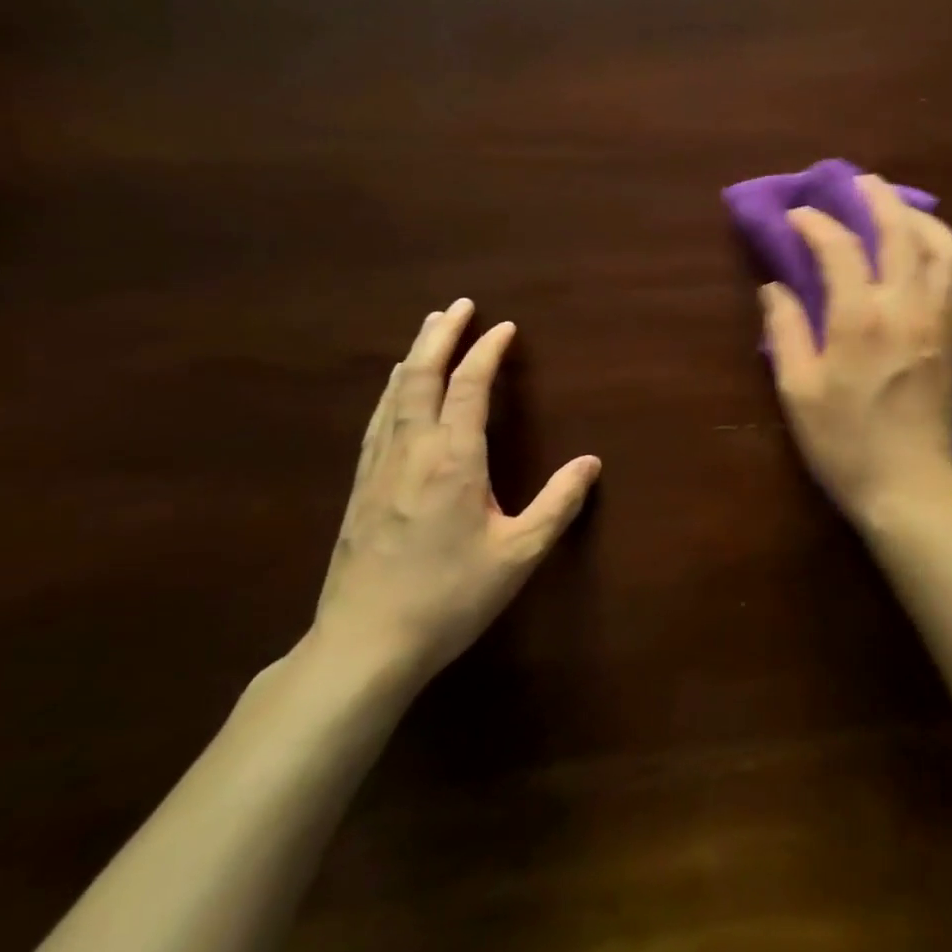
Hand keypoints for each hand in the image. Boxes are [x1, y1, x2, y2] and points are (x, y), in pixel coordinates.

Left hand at [310, 299, 600, 684]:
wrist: (364, 645)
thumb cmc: (449, 597)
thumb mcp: (519, 555)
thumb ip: (558, 504)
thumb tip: (591, 462)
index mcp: (453, 459)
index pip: (470, 387)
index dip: (487, 352)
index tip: (505, 327)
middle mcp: (412, 450)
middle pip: (423, 376)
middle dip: (441, 336)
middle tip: (457, 305)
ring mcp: (379, 467)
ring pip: (396, 395)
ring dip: (415, 356)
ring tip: (427, 331)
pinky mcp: (361, 488)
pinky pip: (379, 420)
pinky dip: (393, 391)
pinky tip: (395, 392)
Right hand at [761, 175, 951, 521]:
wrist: (910, 486)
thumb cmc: (844, 443)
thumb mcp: (798, 391)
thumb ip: (785, 331)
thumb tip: (775, 286)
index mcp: (860, 318)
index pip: (840, 248)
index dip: (816, 224)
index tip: (797, 215)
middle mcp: (907, 306)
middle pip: (901, 231)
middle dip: (878, 197)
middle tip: (859, 180)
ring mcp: (940, 320)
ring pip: (945, 248)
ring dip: (923, 219)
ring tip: (901, 210)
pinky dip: (944, 255)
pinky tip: (927, 257)